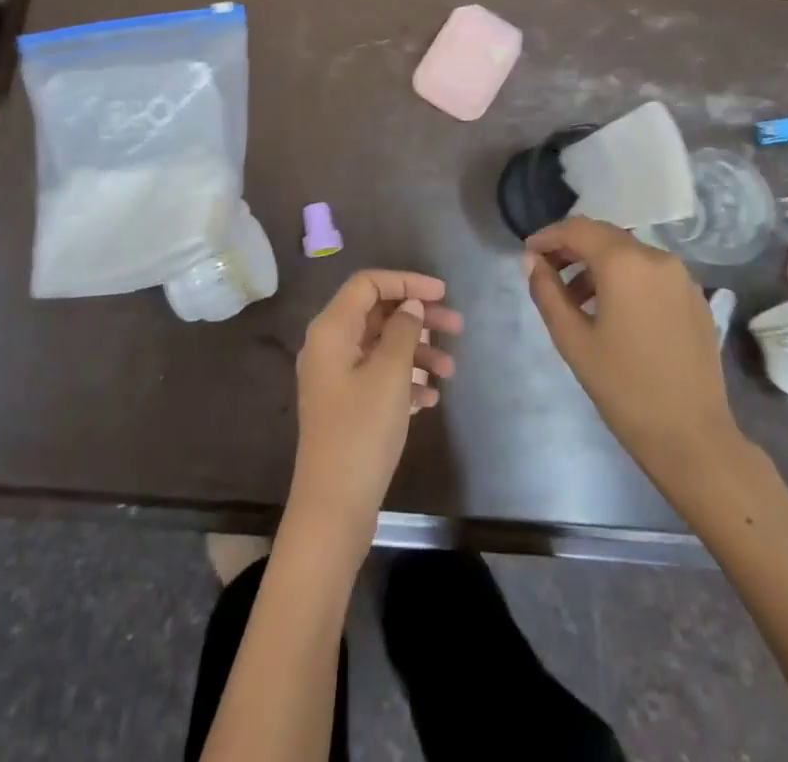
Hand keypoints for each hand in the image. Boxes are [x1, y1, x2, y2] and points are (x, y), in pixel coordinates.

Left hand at [288, 269, 461, 557]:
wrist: (333, 506)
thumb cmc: (362, 431)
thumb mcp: (390, 375)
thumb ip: (403, 331)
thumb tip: (410, 305)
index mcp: (331, 329)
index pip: (368, 284)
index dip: (406, 281)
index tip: (443, 293)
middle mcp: (329, 345)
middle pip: (377, 313)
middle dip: (418, 317)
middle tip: (457, 327)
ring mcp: (335, 376)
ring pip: (381, 345)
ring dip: (417, 350)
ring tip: (451, 370)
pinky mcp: (345, 404)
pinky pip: (377, 375)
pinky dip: (405, 378)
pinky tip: (431, 398)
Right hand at [525, 217, 743, 488]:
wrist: (692, 437)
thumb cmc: (624, 387)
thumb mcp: (572, 338)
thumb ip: (546, 291)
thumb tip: (532, 260)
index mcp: (625, 263)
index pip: (577, 229)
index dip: (548, 236)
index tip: (528, 254)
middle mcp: (657, 257)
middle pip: (604, 236)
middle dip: (572, 248)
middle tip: (546, 272)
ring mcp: (682, 277)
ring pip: (629, 253)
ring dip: (598, 264)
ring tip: (576, 299)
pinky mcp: (695, 298)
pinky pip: (651, 273)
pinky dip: (625, 278)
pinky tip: (613, 311)